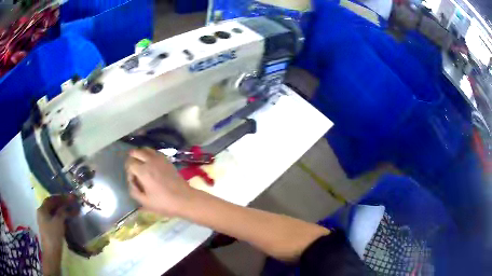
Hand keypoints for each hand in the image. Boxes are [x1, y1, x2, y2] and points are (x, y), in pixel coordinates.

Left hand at [37, 195, 77, 252]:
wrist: (52, 253)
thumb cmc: (53, 235)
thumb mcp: (58, 222)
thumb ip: (62, 212)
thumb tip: (68, 206)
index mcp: (42, 209)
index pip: (51, 199)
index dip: (60, 197)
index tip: (69, 198)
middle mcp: (42, 213)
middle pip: (52, 206)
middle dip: (61, 204)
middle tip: (70, 204)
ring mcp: (44, 221)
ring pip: (53, 213)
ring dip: (61, 211)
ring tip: (69, 211)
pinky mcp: (48, 229)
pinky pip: (54, 219)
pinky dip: (60, 218)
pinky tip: (65, 220)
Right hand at [125, 148, 192, 215]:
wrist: (185, 199)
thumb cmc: (164, 203)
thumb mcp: (145, 202)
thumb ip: (134, 191)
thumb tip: (131, 183)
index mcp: (143, 171)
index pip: (129, 163)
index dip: (128, 171)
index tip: (133, 181)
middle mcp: (150, 161)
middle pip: (135, 152)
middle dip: (132, 160)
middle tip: (134, 171)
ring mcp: (159, 159)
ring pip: (145, 149)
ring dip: (140, 155)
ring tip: (141, 166)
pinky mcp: (167, 159)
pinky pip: (154, 152)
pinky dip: (149, 154)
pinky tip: (151, 165)